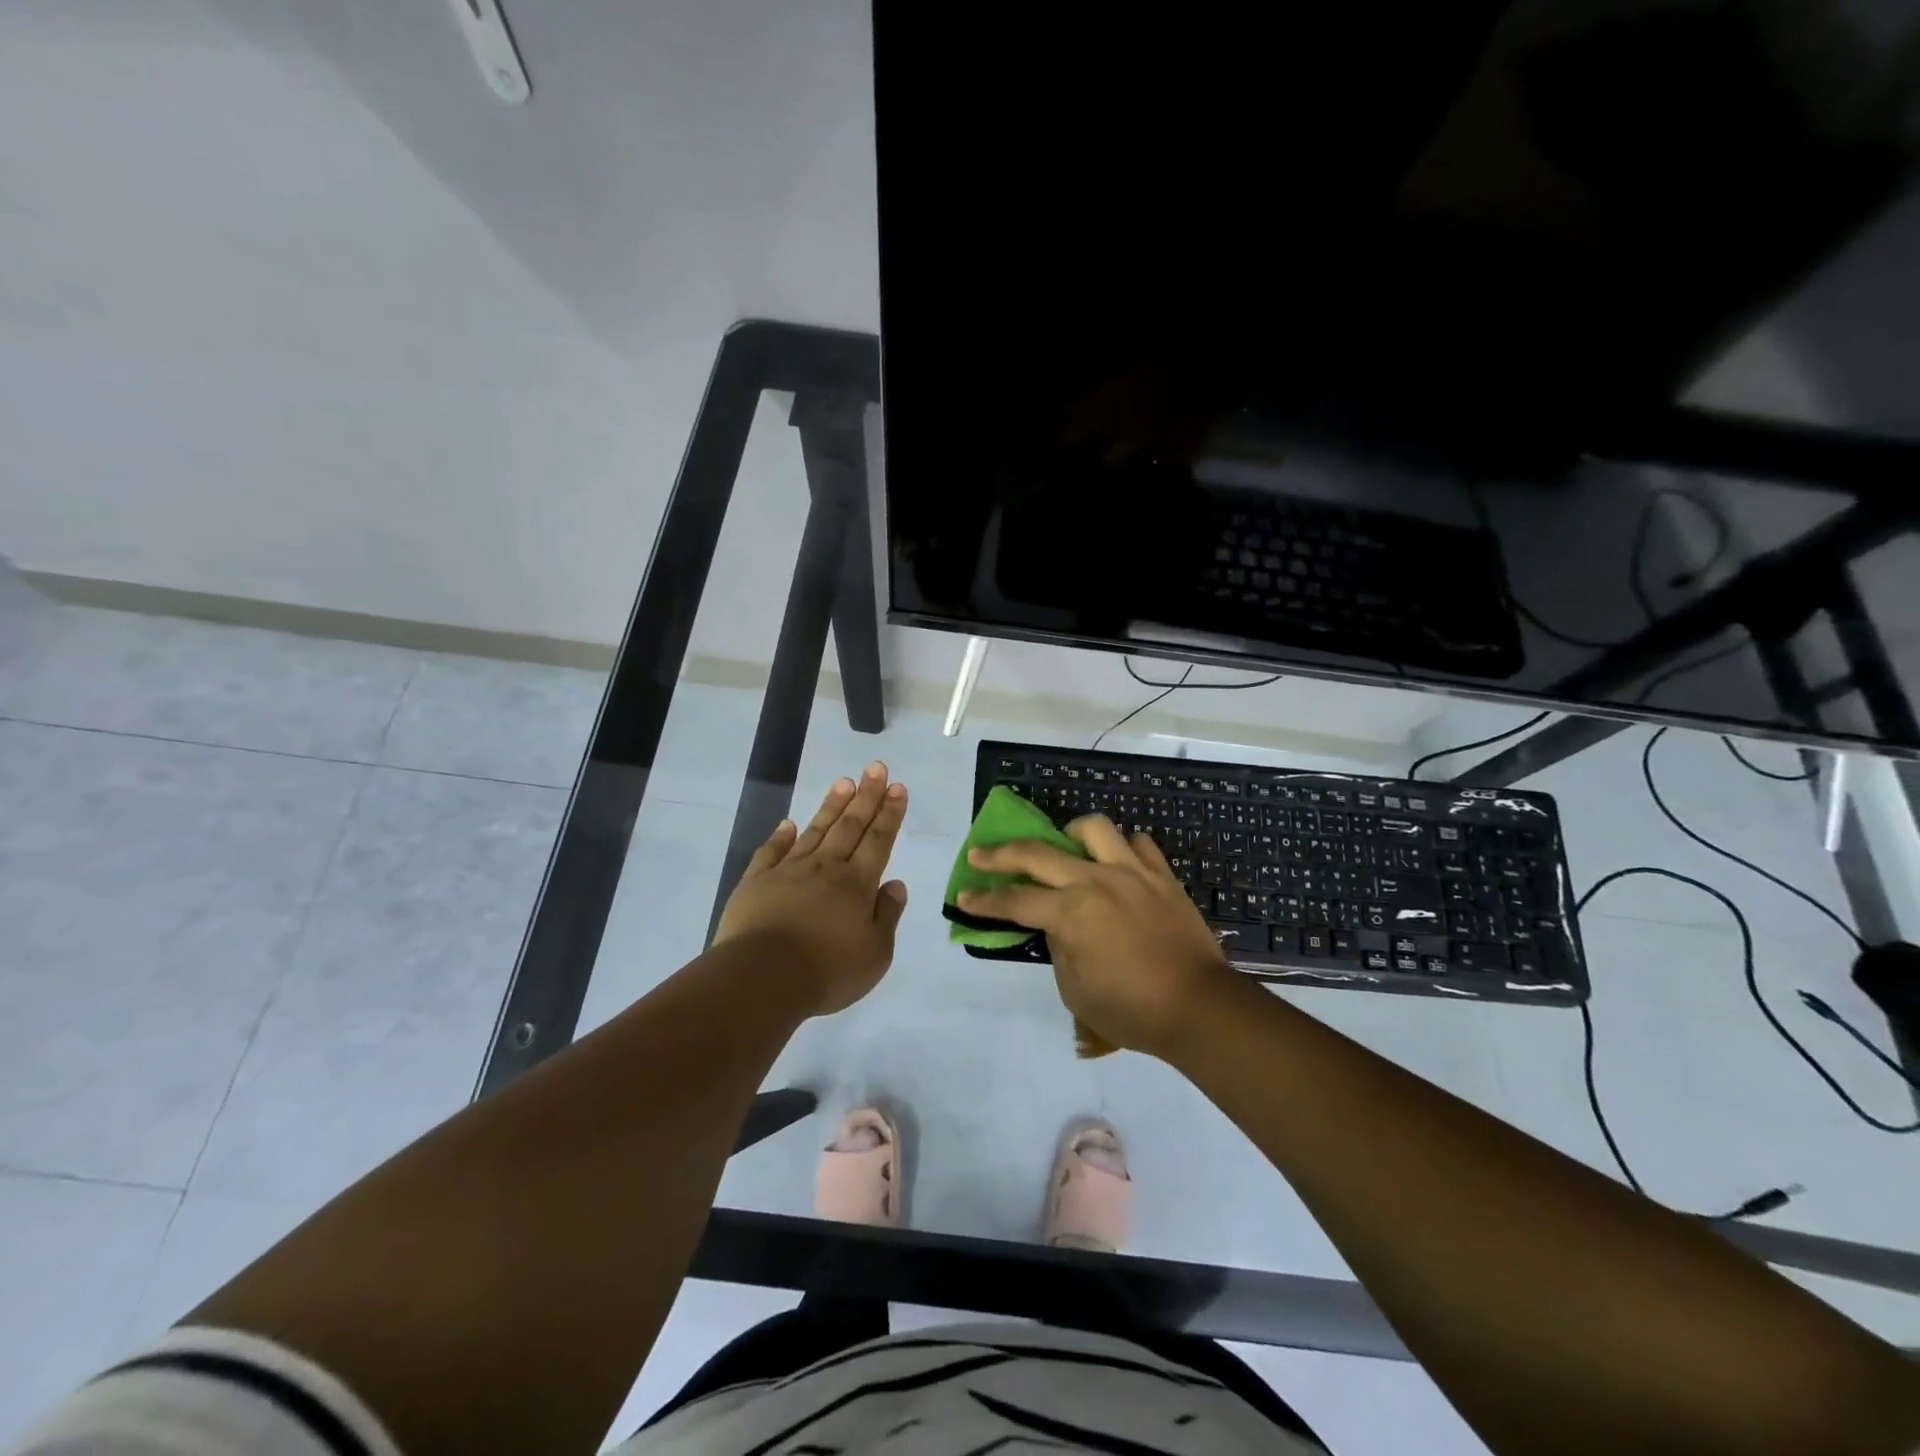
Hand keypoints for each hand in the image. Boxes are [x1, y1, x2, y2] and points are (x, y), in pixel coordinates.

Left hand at [713, 762, 909, 1015]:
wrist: (762, 978)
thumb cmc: (827, 971)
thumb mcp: (875, 954)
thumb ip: (887, 915)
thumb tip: (895, 883)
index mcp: (856, 884)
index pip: (879, 840)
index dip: (890, 813)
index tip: (897, 787)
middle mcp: (825, 868)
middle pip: (850, 826)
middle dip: (866, 796)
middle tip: (875, 767)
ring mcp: (788, 872)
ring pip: (815, 830)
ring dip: (831, 805)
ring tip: (843, 781)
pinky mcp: (756, 883)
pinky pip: (771, 852)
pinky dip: (781, 836)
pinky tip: (788, 823)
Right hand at [957, 816, 1236, 1057]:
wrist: (1198, 1007)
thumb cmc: (1131, 1009)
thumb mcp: (1075, 989)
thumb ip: (1058, 947)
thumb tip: (1057, 923)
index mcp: (1071, 912)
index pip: (1015, 901)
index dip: (984, 900)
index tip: (963, 897)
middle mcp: (1096, 881)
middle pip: (1038, 853)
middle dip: (1000, 854)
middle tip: (980, 854)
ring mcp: (1132, 872)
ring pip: (1093, 829)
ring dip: (1069, 834)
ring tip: (1064, 846)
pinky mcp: (1162, 875)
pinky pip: (1138, 843)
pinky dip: (1121, 848)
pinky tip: (1116, 863)